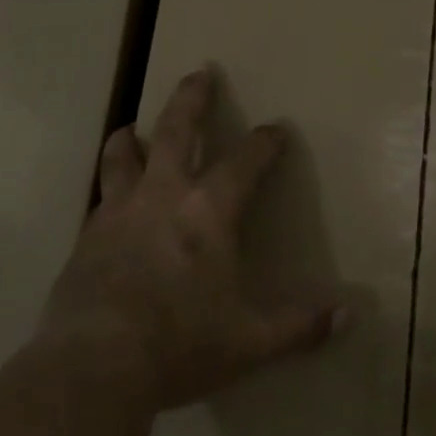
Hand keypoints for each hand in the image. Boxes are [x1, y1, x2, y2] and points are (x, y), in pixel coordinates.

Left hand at [40, 65, 343, 412]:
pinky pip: (100, 197)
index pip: (245, 163)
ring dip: (131, 136)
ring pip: (123, 155)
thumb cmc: (181, 344)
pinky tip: (109, 201)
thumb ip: (299, 326)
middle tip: (198, 73)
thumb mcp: (250, 342)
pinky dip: (109, 187)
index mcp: (208, 212)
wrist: (95, 362)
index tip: (275, 128)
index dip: (264, 143)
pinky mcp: (87, 236)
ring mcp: (119, 211)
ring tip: (131, 127)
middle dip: (191, 99)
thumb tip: (349, 315)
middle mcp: (162, 196)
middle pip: (176, 130)